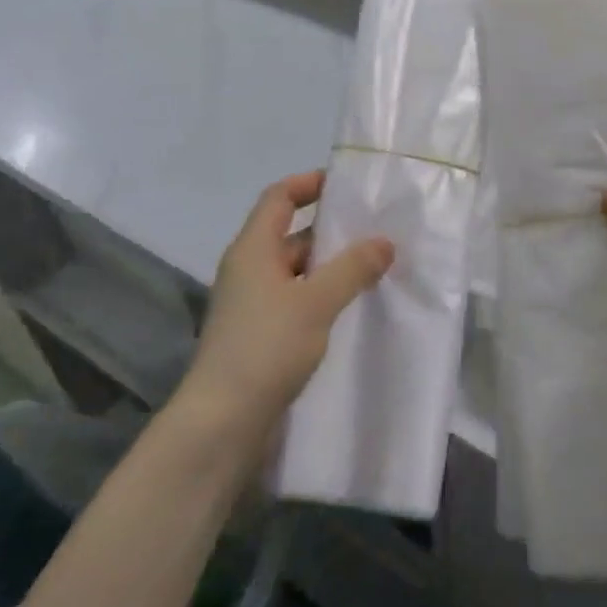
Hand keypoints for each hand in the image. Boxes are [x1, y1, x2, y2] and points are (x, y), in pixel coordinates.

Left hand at [177, 171, 393, 439]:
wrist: (221, 423)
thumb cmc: (265, 348)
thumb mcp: (315, 302)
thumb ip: (352, 268)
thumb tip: (384, 241)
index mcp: (252, 249)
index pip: (278, 198)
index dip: (308, 183)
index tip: (346, 185)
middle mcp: (249, 270)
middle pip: (291, 235)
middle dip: (331, 231)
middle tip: (377, 230)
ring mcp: (253, 305)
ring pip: (297, 272)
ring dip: (331, 268)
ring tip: (376, 268)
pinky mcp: (260, 336)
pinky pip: (297, 302)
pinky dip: (323, 297)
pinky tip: (352, 309)